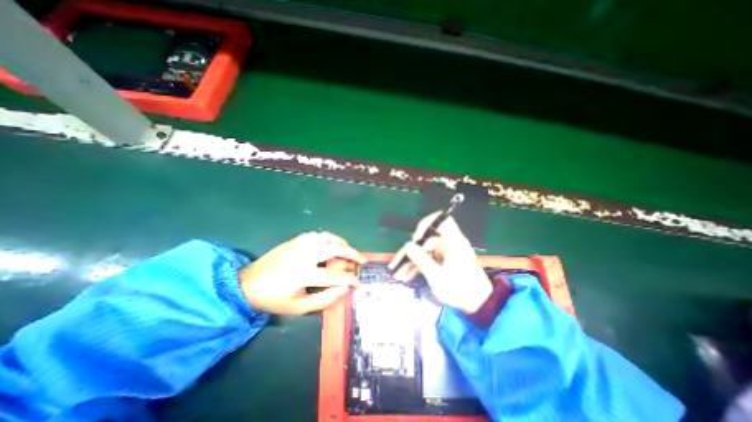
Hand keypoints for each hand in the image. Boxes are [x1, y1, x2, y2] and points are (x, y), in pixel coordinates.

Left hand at [235, 231, 362, 315]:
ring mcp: (299, 244)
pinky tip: (331, 245)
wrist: (247, 283)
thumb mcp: (298, 307)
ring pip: (328, 237)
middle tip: (361, 260)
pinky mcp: (295, 240)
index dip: (350, 279)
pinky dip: (329, 238)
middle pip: (335, 249)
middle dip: (352, 254)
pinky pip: (318, 234)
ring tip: (348, 251)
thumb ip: (325, 299)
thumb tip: (345, 288)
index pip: (335, 275)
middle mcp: (304, 255)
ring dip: (342, 243)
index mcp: (303, 274)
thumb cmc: (274, 299)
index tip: (359, 282)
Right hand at [387, 215, 494, 312]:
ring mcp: (446, 253)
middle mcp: (449, 244)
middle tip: (397, 265)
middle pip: (426, 239)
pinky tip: (406, 276)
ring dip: (411, 262)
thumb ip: (422, 260)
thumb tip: (407, 245)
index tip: (416, 238)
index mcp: (453, 242)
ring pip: (424, 251)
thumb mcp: (438, 277)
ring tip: (399, 275)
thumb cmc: (460, 290)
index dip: (427, 224)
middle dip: (410, 252)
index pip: (442, 220)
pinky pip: (428, 259)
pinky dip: (418, 266)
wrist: (479, 306)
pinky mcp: (443, 261)